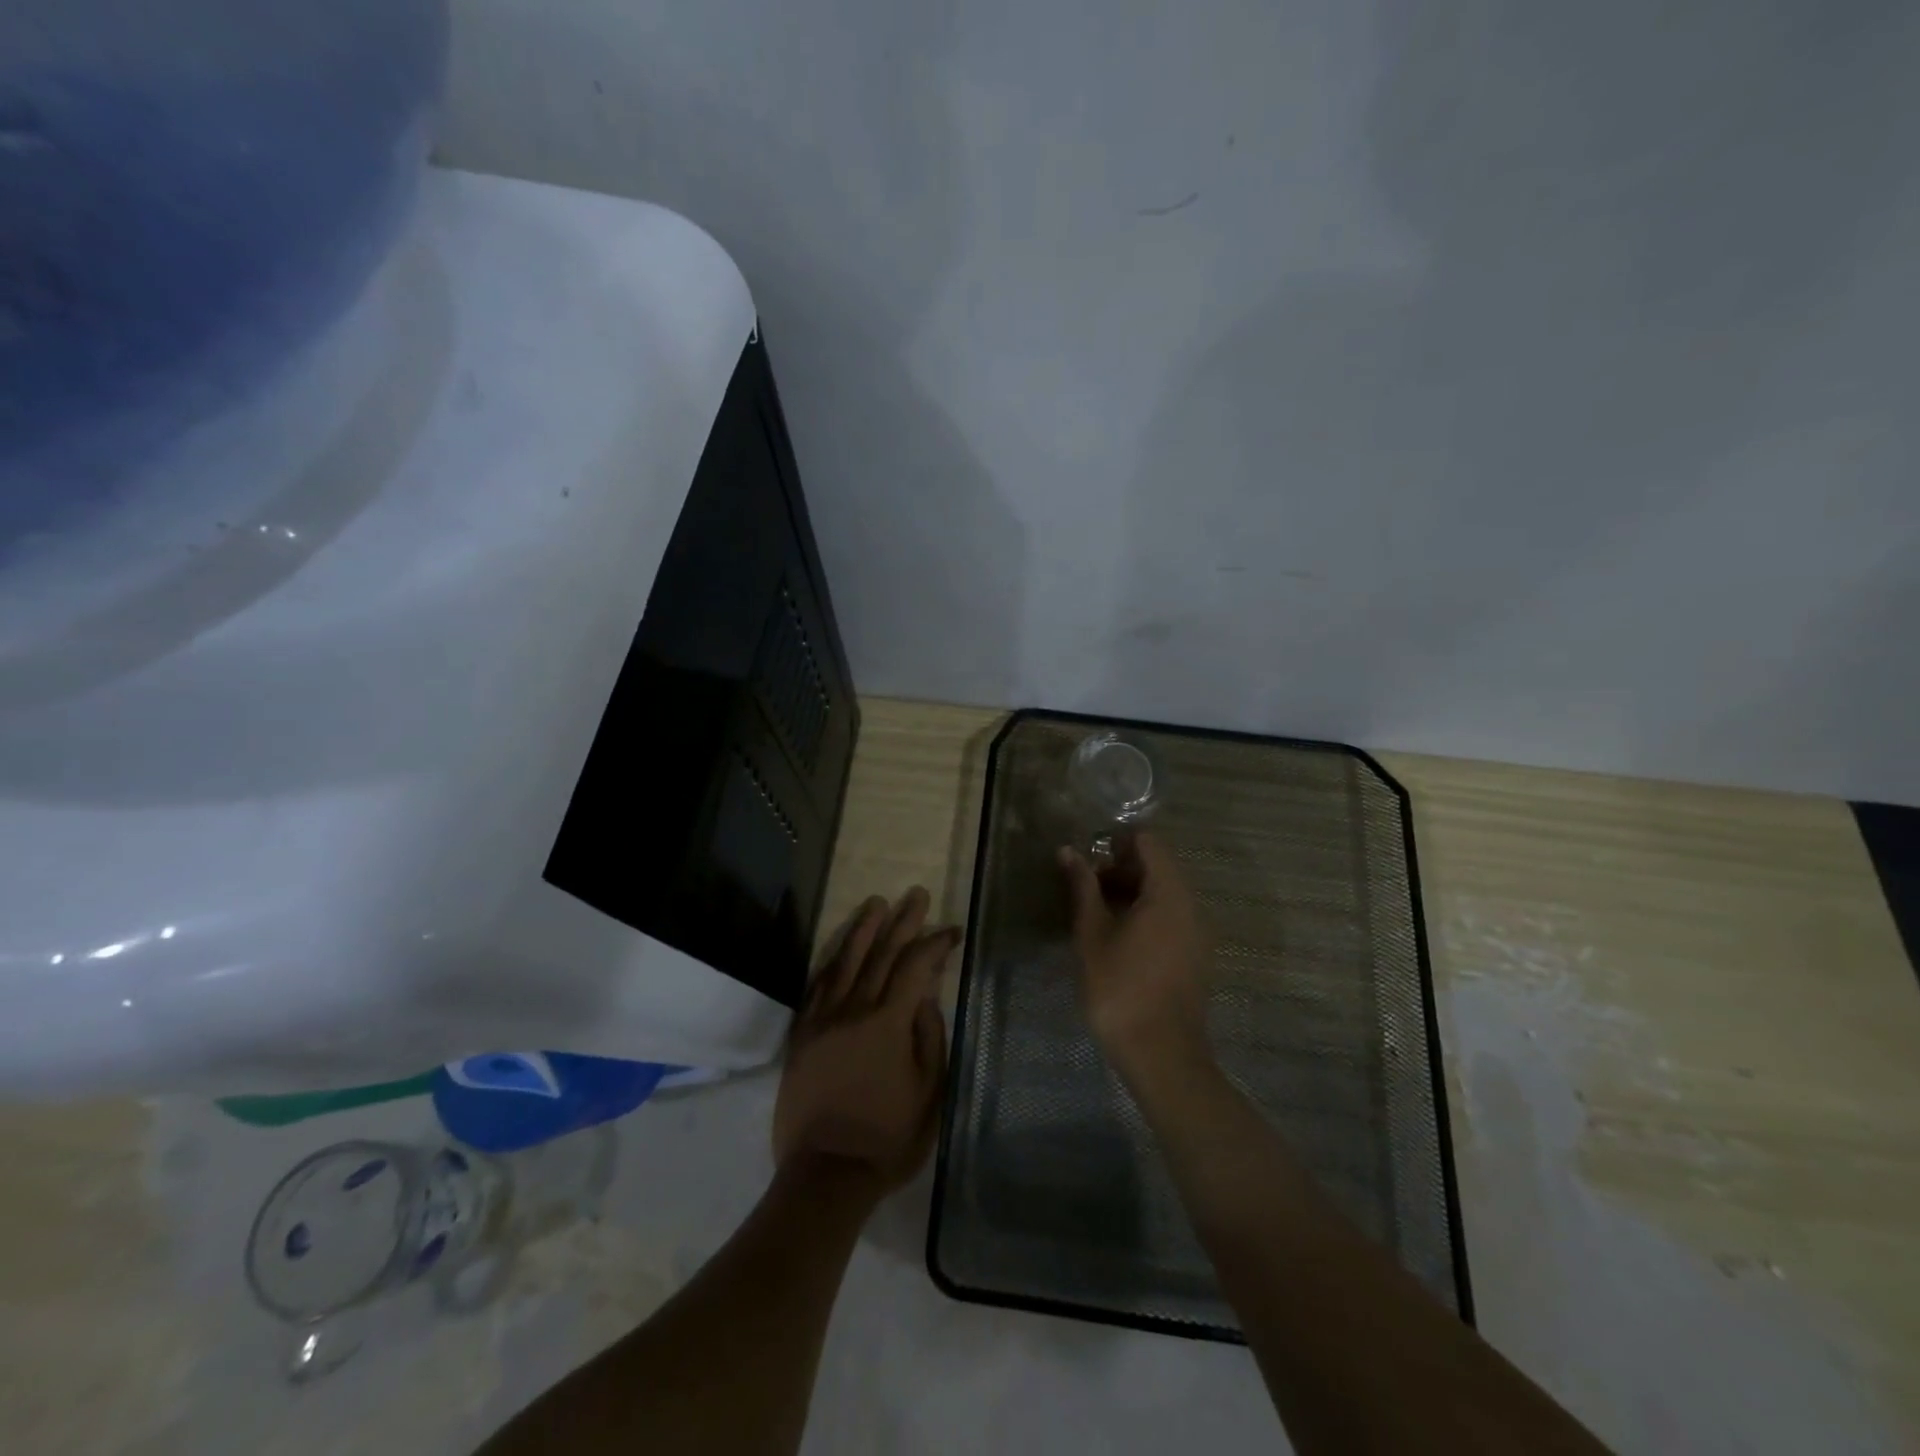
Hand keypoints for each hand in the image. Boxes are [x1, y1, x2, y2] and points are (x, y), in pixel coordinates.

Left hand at [773, 888, 957, 1198]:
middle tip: (916, 894)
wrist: (826, 1173)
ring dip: (864, 929)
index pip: (916, 966)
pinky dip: (832, 960)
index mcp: (888, 1022)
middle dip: (903, 921)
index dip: (935, 943)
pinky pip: (817, 984)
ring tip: (877, 902)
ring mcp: (823, 1019)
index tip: (951, 930)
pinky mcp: (803, 1033)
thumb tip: (924, 996)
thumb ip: (928, 1036)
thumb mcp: (929, 1091)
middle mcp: (854, 1009)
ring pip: (845, 960)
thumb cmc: (888, 1137)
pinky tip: (841, 948)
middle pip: (882, 953)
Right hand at [1060, 832, 1210, 1079]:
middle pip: (1159, 867)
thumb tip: (1069, 851)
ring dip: (1131, 893)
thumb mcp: (1092, 934)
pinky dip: (1146, 914)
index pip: (1149, 842)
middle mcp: (1191, 906)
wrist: (1161, 1055)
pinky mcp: (1196, 956)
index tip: (1088, 858)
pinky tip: (1118, 938)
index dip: (1117, 842)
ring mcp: (1198, 933)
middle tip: (1085, 888)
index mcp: (1169, 893)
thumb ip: (1083, 887)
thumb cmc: (1120, 988)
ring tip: (1096, 913)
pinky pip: (1172, 918)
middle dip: (1121, 869)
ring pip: (1165, 894)